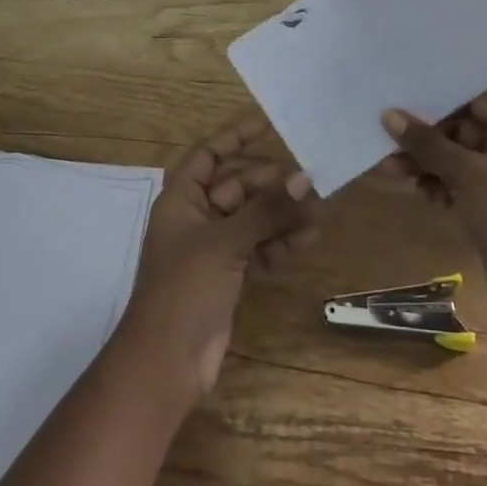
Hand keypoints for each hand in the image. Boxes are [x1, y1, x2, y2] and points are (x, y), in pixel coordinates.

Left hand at [119, 113, 317, 400]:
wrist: (166, 362)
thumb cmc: (185, 288)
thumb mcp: (226, 241)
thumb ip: (266, 209)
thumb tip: (304, 177)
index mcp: (182, 199)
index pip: (208, 154)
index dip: (234, 136)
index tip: (267, 123)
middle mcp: (196, 217)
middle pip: (238, 186)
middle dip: (272, 184)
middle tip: (311, 181)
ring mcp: (213, 247)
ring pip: (252, 218)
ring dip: (282, 215)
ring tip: (319, 212)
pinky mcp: (228, 275)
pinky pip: (258, 246)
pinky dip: (279, 243)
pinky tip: (307, 240)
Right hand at [380, 92, 486, 328]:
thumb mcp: (465, 173)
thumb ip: (426, 143)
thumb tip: (389, 115)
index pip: (474, 99)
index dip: (440, 100)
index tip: (402, 100)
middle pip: (460, 129)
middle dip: (424, 138)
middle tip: (386, 141)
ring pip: (455, 159)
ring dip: (425, 163)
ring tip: (391, 170)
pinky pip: (459, 184)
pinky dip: (440, 185)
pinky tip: (424, 196)